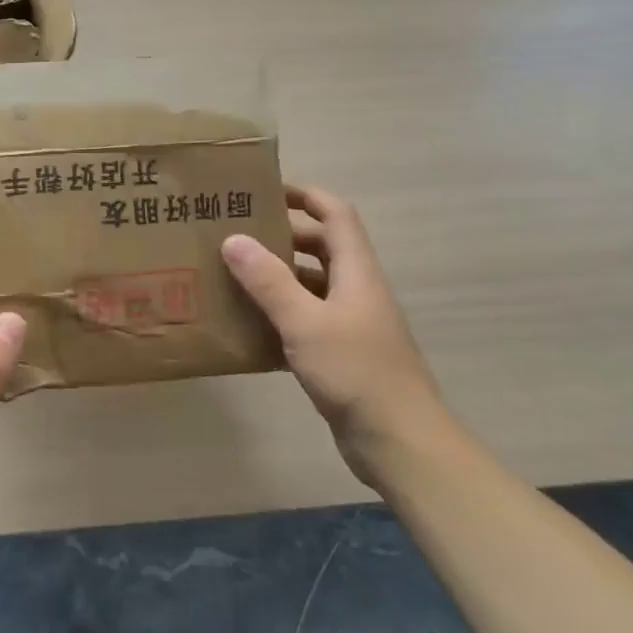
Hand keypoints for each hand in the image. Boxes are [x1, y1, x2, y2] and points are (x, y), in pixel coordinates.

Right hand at [221, 184, 445, 485]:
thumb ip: (269, 281)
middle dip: (283, 235)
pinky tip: (249, 323)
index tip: (266, 189)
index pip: (335, 214)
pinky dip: (282, 313)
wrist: (400, 442)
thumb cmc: (356, 372)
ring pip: (312, 284)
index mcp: (356, 271)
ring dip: (279, 276)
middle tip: (236, 232)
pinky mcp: (343, 354)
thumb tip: (233, 239)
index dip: (305, 195)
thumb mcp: (305, 323)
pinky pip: (308, 319)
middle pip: (322, 246)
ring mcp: (352, 323)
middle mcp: (356, 289)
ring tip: (233, 273)